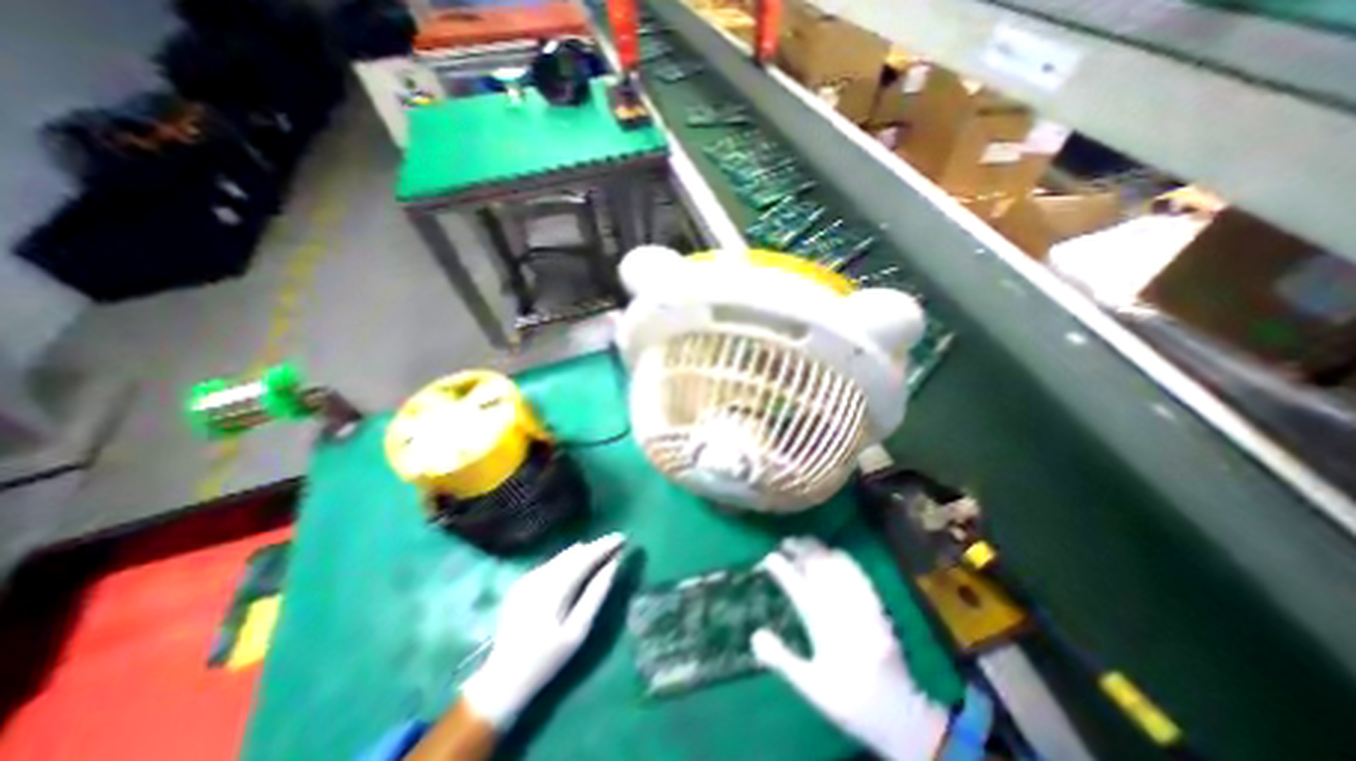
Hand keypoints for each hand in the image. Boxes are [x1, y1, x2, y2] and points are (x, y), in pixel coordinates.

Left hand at [457, 531, 622, 726]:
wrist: (502, 680)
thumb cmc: (546, 660)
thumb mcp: (577, 633)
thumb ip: (596, 595)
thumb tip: (613, 565)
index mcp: (554, 588)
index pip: (585, 557)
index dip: (605, 545)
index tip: (623, 537)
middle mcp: (539, 576)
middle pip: (574, 553)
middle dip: (596, 547)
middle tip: (616, 546)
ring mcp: (528, 578)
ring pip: (562, 556)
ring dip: (583, 554)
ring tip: (601, 554)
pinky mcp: (521, 583)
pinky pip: (552, 564)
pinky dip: (568, 562)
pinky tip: (577, 568)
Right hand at [753, 538, 946, 758]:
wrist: (901, 715)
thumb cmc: (850, 701)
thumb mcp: (811, 686)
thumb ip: (782, 659)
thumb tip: (754, 635)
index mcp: (823, 626)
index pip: (797, 587)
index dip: (782, 569)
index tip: (768, 558)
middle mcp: (841, 609)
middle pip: (818, 568)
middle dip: (800, 550)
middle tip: (784, 542)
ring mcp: (861, 604)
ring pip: (837, 566)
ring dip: (819, 550)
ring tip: (804, 541)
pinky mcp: (877, 605)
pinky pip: (858, 573)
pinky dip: (844, 559)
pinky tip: (835, 553)